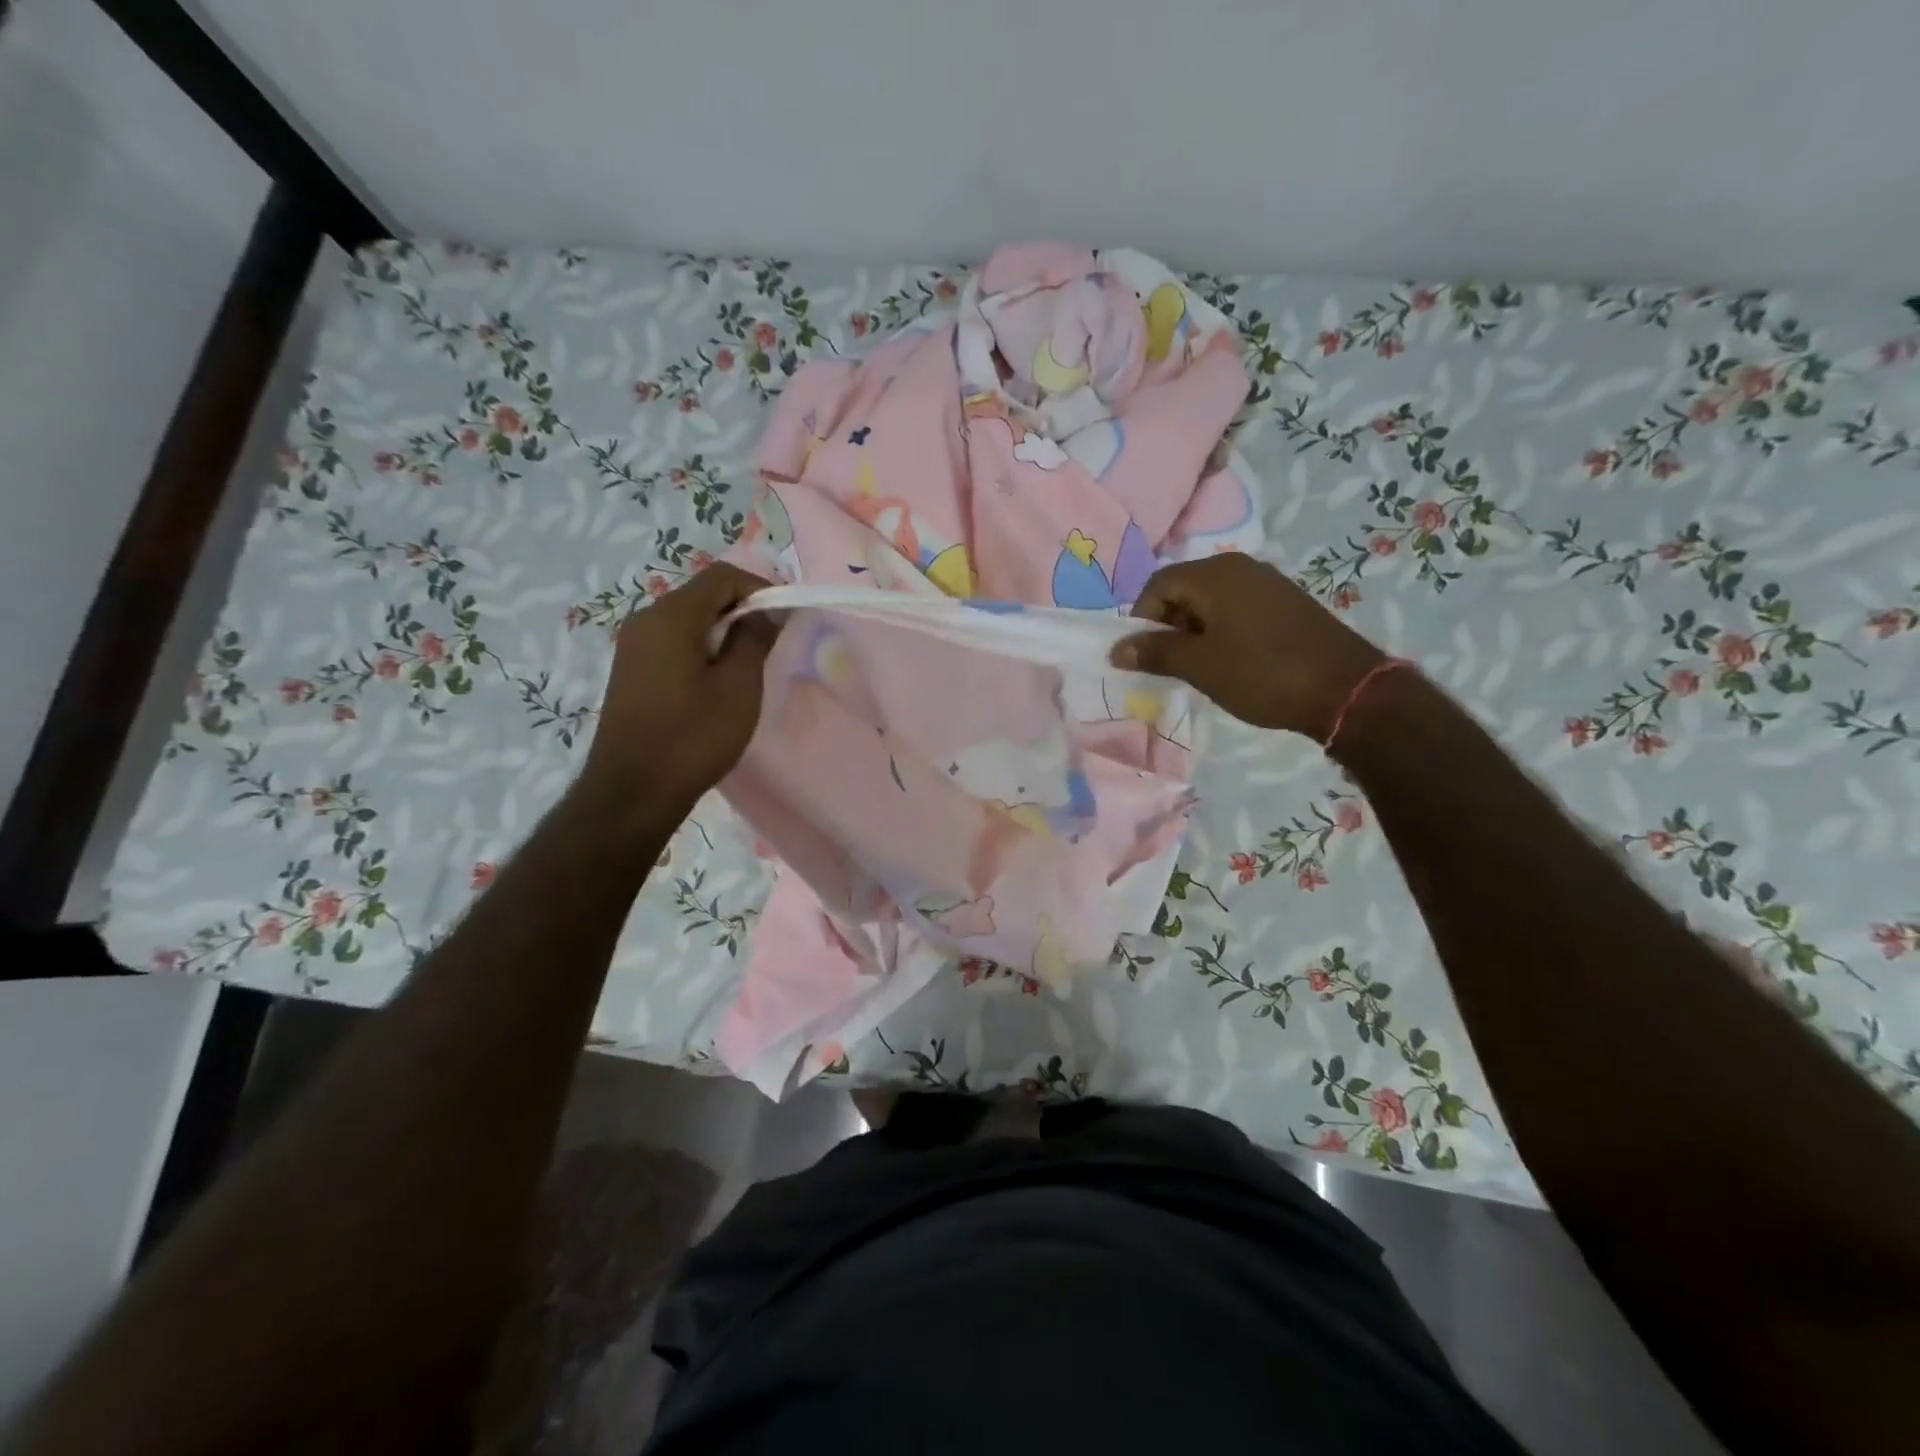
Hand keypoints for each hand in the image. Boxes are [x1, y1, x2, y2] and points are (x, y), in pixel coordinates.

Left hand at [583, 563, 778, 815]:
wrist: (633, 791)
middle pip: (703, 594)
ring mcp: (634, 644)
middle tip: (774, 639)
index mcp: (672, 616)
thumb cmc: (693, 737)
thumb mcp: (738, 687)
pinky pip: (673, 640)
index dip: (761, 587)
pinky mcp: (632, 669)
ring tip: (751, 661)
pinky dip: (702, 646)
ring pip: (688, 618)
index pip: (722, 577)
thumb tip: (766, 611)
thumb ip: (754, 639)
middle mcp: (646, 619)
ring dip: (724, 629)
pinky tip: (719, 679)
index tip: (786, 616)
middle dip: (743, 607)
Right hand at [1111, 555, 1383, 740]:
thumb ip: (1155, 652)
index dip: (1142, 619)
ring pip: (1210, 601)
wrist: (1345, 690)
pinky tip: (1230, 662)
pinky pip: (1236, 609)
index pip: (1158, 584)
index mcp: (1215, 574)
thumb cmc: (1262, 674)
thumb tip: (1116, 649)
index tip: (1145, 655)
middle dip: (1168, 625)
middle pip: (1183, 589)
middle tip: (1170, 664)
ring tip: (1199, 667)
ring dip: (1194, 631)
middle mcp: (1239, 567)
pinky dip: (1221, 631)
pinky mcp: (1285, 603)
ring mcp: (1266, 583)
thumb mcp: (1199, 666)